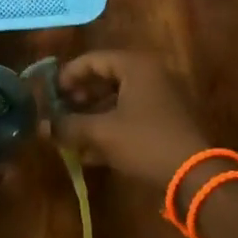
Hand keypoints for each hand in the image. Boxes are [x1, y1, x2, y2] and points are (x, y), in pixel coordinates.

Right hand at [56, 51, 208, 188]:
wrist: (197, 177)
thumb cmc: (145, 142)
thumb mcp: (102, 132)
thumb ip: (69, 125)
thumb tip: (41, 126)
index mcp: (136, 66)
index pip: (93, 59)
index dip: (68, 75)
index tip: (51, 94)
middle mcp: (151, 75)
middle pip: (106, 78)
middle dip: (80, 97)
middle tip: (61, 112)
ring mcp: (162, 99)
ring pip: (118, 100)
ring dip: (93, 115)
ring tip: (71, 134)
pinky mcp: (167, 123)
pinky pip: (131, 117)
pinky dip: (110, 128)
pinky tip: (90, 153)